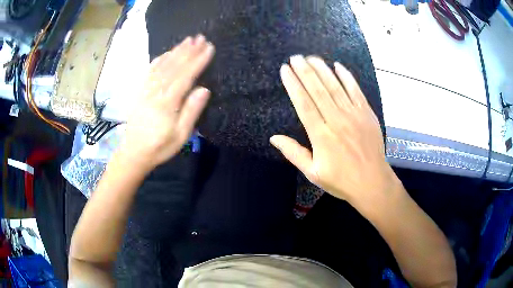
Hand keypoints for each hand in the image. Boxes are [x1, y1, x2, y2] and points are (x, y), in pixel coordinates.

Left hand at [120, 35, 214, 169]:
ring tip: (187, 40)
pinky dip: (159, 60)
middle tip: (200, 37)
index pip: (186, 76)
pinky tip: (166, 53)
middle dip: (188, 51)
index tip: (209, 48)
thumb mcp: (180, 136)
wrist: (133, 153)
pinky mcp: (140, 92)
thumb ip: (191, 112)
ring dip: (175, 51)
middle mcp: (156, 92)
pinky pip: (149, 72)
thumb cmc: (159, 147)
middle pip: (174, 67)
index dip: (198, 61)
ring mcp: (146, 90)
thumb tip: (204, 89)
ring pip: (162, 66)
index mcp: (167, 103)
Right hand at [271, 55, 398, 209]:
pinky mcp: (366, 113)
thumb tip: (274, 138)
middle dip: (305, 71)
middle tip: (295, 57)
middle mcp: (336, 120)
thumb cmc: (341, 180)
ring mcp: (354, 114)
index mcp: (321, 135)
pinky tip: (338, 66)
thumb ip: (293, 153)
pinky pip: (355, 90)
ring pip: (335, 86)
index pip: (303, 103)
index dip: (293, 85)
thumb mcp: (313, 173)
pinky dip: (347, 77)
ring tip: (311, 57)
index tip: (285, 70)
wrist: (372, 182)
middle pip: (318, 90)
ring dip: (322, 69)